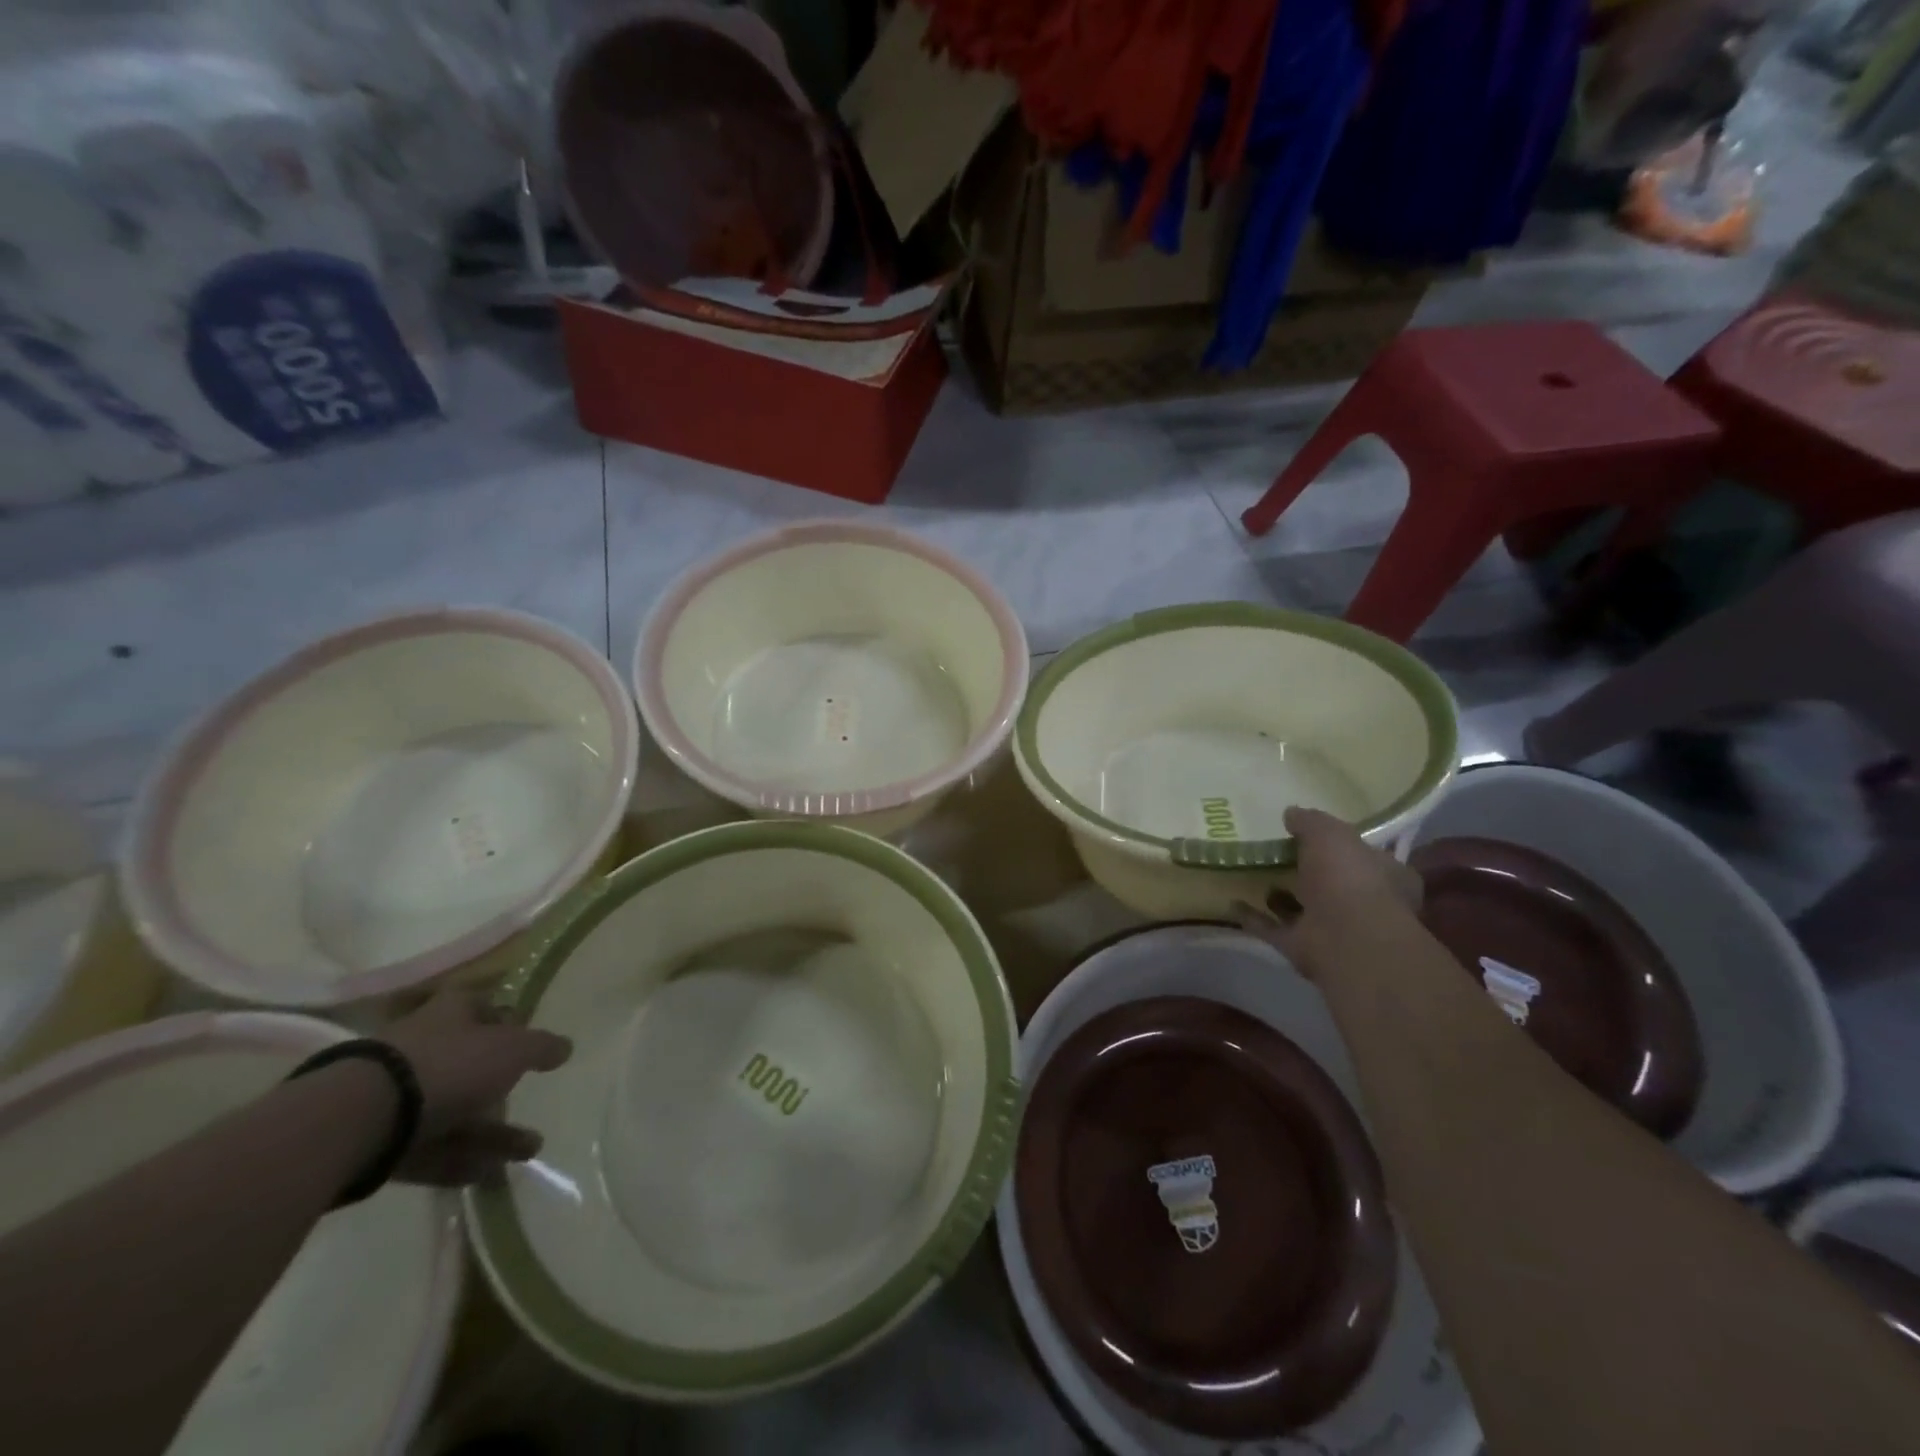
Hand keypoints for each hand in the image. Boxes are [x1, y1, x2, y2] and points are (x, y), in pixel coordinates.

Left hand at [380, 987, 572, 1186]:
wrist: (360, 1117)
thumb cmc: (449, 1064)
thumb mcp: (513, 1049)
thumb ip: (542, 1047)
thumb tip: (565, 1046)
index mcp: (451, 1014)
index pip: (484, 1007)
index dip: (507, 1020)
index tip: (529, 1041)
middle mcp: (424, 1047)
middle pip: (469, 1064)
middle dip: (502, 1088)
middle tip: (530, 1104)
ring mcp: (398, 1095)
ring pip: (454, 1111)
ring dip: (491, 1133)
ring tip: (528, 1151)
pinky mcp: (381, 1139)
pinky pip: (431, 1148)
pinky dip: (461, 1159)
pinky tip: (490, 1174)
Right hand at [1233, 807, 1423, 981]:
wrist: (1346, 939)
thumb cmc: (1349, 878)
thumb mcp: (1329, 834)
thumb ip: (1310, 822)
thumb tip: (1291, 814)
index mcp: (1383, 874)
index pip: (1364, 855)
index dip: (1341, 844)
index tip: (1310, 834)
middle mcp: (1361, 903)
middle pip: (1331, 882)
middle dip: (1307, 870)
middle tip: (1275, 852)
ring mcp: (1331, 928)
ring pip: (1301, 907)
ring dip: (1280, 896)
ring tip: (1251, 875)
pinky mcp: (1302, 946)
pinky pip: (1273, 928)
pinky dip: (1253, 917)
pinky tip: (1231, 902)